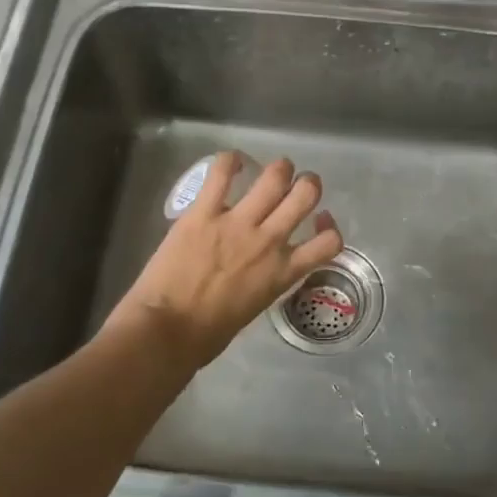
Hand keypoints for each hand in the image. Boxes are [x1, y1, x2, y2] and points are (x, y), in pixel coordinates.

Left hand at [107, 153, 343, 369]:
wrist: (167, 331)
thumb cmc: (208, 334)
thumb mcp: (254, 309)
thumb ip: (265, 282)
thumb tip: (260, 270)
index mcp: (282, 272)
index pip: (329, 242)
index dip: (330, 226)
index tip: (319, 222)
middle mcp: (269, 242)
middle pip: (306, 194)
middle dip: (307, 184)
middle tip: (296, 186)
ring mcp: (237, 223)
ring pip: (274, 177)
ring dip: (279, 169)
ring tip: (273, 170)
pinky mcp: (203, 212)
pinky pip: (222, 173)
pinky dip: (230, 161)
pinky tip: (232, 163)